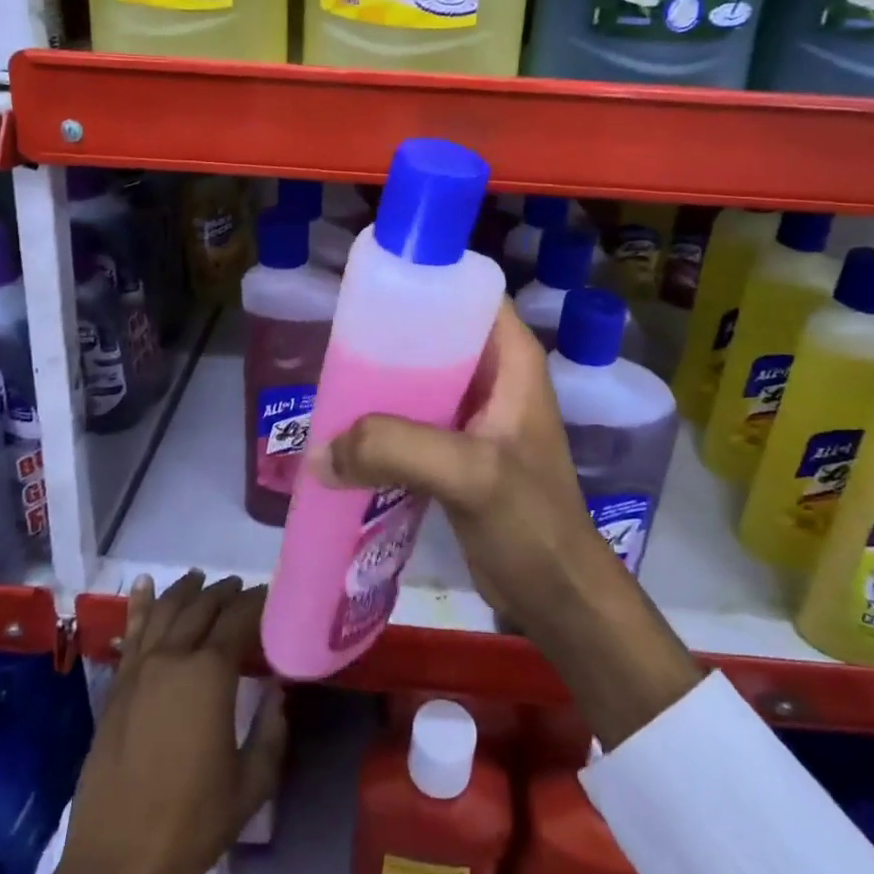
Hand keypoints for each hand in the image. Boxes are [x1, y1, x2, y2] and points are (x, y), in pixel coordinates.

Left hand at [43, 572, 287, 873]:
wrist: (117, 865)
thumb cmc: (192, 823)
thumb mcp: (252, 784)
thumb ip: (272, 729)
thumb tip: (277, 689)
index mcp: (210, 674)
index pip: (239, 619)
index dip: (258, 602)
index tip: (272, 596)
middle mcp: (173, 658)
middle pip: (202, 607)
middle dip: (225, 592)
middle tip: (242, 588)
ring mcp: (139, 670)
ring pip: (165, 611)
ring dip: (186, 590)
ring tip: (201, 579)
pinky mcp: (116, 688)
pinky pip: (131, 633)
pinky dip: (139, 605)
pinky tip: (143, 585)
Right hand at [313, 299, 612, 630]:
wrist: (555, 595)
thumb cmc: (530, 522)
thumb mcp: (470, 474)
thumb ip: (397, 449)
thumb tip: (317, 452)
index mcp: (511, 357)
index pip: (468, 291)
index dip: (424, 279)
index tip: (370, 287)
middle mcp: (494, 374)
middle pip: (435, 332)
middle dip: (388, 335)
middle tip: (338, 339)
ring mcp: (475, 413)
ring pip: (420, 376)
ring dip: (381, 382)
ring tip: (333, 382)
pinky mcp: (458, 449)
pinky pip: (413, 417)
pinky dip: (383, 421)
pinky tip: (347, 431)